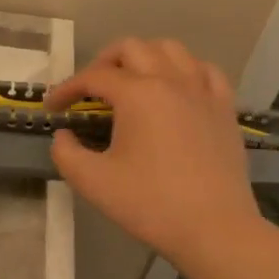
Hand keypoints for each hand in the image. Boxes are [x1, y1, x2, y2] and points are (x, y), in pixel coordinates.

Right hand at [46, 37, 258, 270]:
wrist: (215, 230)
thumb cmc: (151, 204)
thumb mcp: (93, 182)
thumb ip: (66, 153)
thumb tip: (64, 135)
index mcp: (137, 94)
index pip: (93, 77)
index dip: (67, 88)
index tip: (53, 107)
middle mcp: (170, 80)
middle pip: (131, 48)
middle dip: (103, 62)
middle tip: (90, 90)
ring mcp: (202, 91)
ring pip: (170, 49)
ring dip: (144, 57)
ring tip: (132, 80)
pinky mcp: (225, 108)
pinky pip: (205, 70)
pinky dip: (185, 70)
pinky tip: (177, 87)